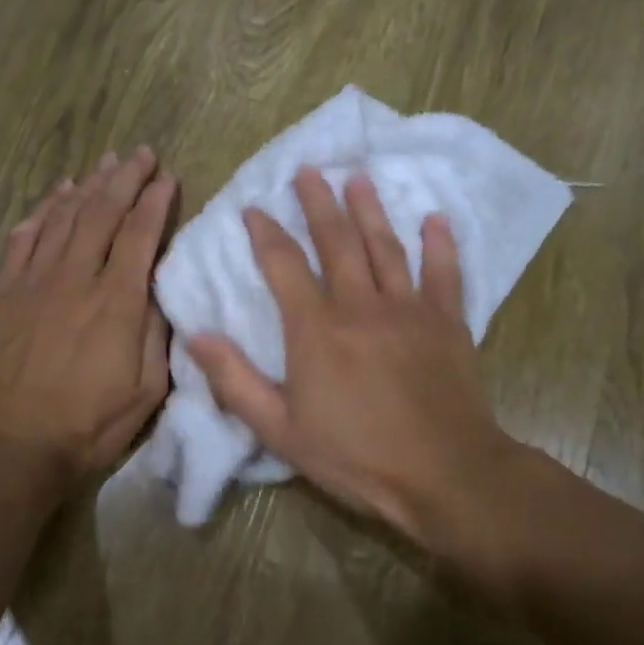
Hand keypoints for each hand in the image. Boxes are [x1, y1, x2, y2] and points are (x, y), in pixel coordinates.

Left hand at [0, 148, 175, 483]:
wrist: (10, 447)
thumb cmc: (88, 425)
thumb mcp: (146, 389)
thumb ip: (156, 332)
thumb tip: (157, 287)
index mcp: (116, 302)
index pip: (140, 234)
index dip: (155, 201)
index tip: (168, 177)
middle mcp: (75, 280)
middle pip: (101, 213)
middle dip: (125, 178)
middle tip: (141, 153)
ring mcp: (33, 283)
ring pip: (63, 218)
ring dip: (86, 186)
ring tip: (104, 163)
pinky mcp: (3, 294)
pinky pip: (22, 239)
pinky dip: (41, 211)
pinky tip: (55, 195)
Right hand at [187, 167, 527, 596]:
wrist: (443, 474)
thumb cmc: (356, 456)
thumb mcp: (280, 430)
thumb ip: (236, 381)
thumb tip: (195, 336)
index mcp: (316, 329)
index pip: (284, 265)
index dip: (266, 233)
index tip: (253, 207)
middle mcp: (360, 305)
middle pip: (336, 241)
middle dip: (318, 203)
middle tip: (309, 170)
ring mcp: (409, 309)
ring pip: (386, 247)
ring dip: (370, 209)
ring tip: (358, 177)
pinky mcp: (448, 322)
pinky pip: (444, 273)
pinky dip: (440, 244)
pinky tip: (435, 218)